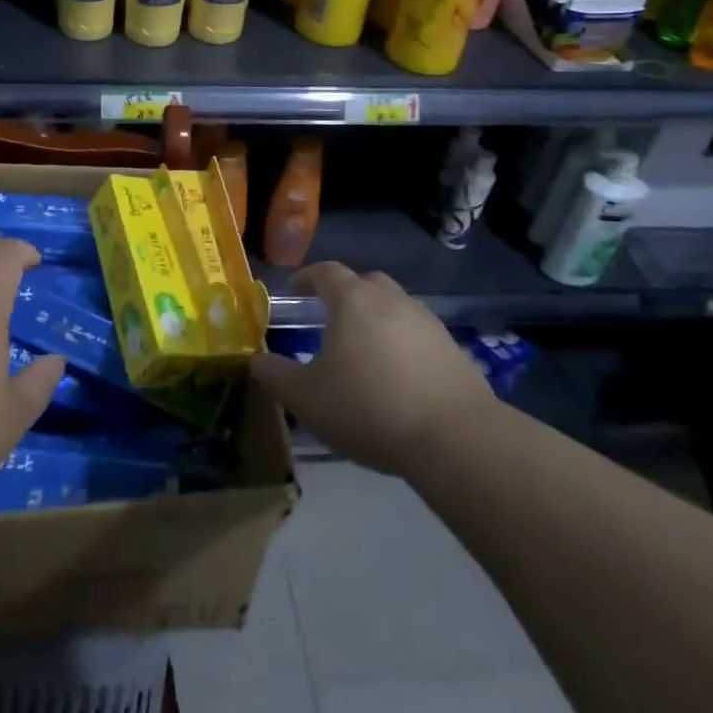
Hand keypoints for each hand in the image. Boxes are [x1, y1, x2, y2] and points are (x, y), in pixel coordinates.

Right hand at [249, 262, 493, 475]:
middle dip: (346, 294)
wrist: (456, 439)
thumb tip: (256, 361)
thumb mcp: (307, 399)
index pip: (325, 272)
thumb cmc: (369, 408)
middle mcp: (391, 300)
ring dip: (378, 319)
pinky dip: (404, 345)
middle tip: (331, 318)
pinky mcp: (454, 350)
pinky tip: (399, 377)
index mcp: (352, 300)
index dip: (307, 278)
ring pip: (395, 307)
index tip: (294, 291)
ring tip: (365, 351)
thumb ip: (276, 376)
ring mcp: (427, 323)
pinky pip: (419, 336)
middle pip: (365, 283)